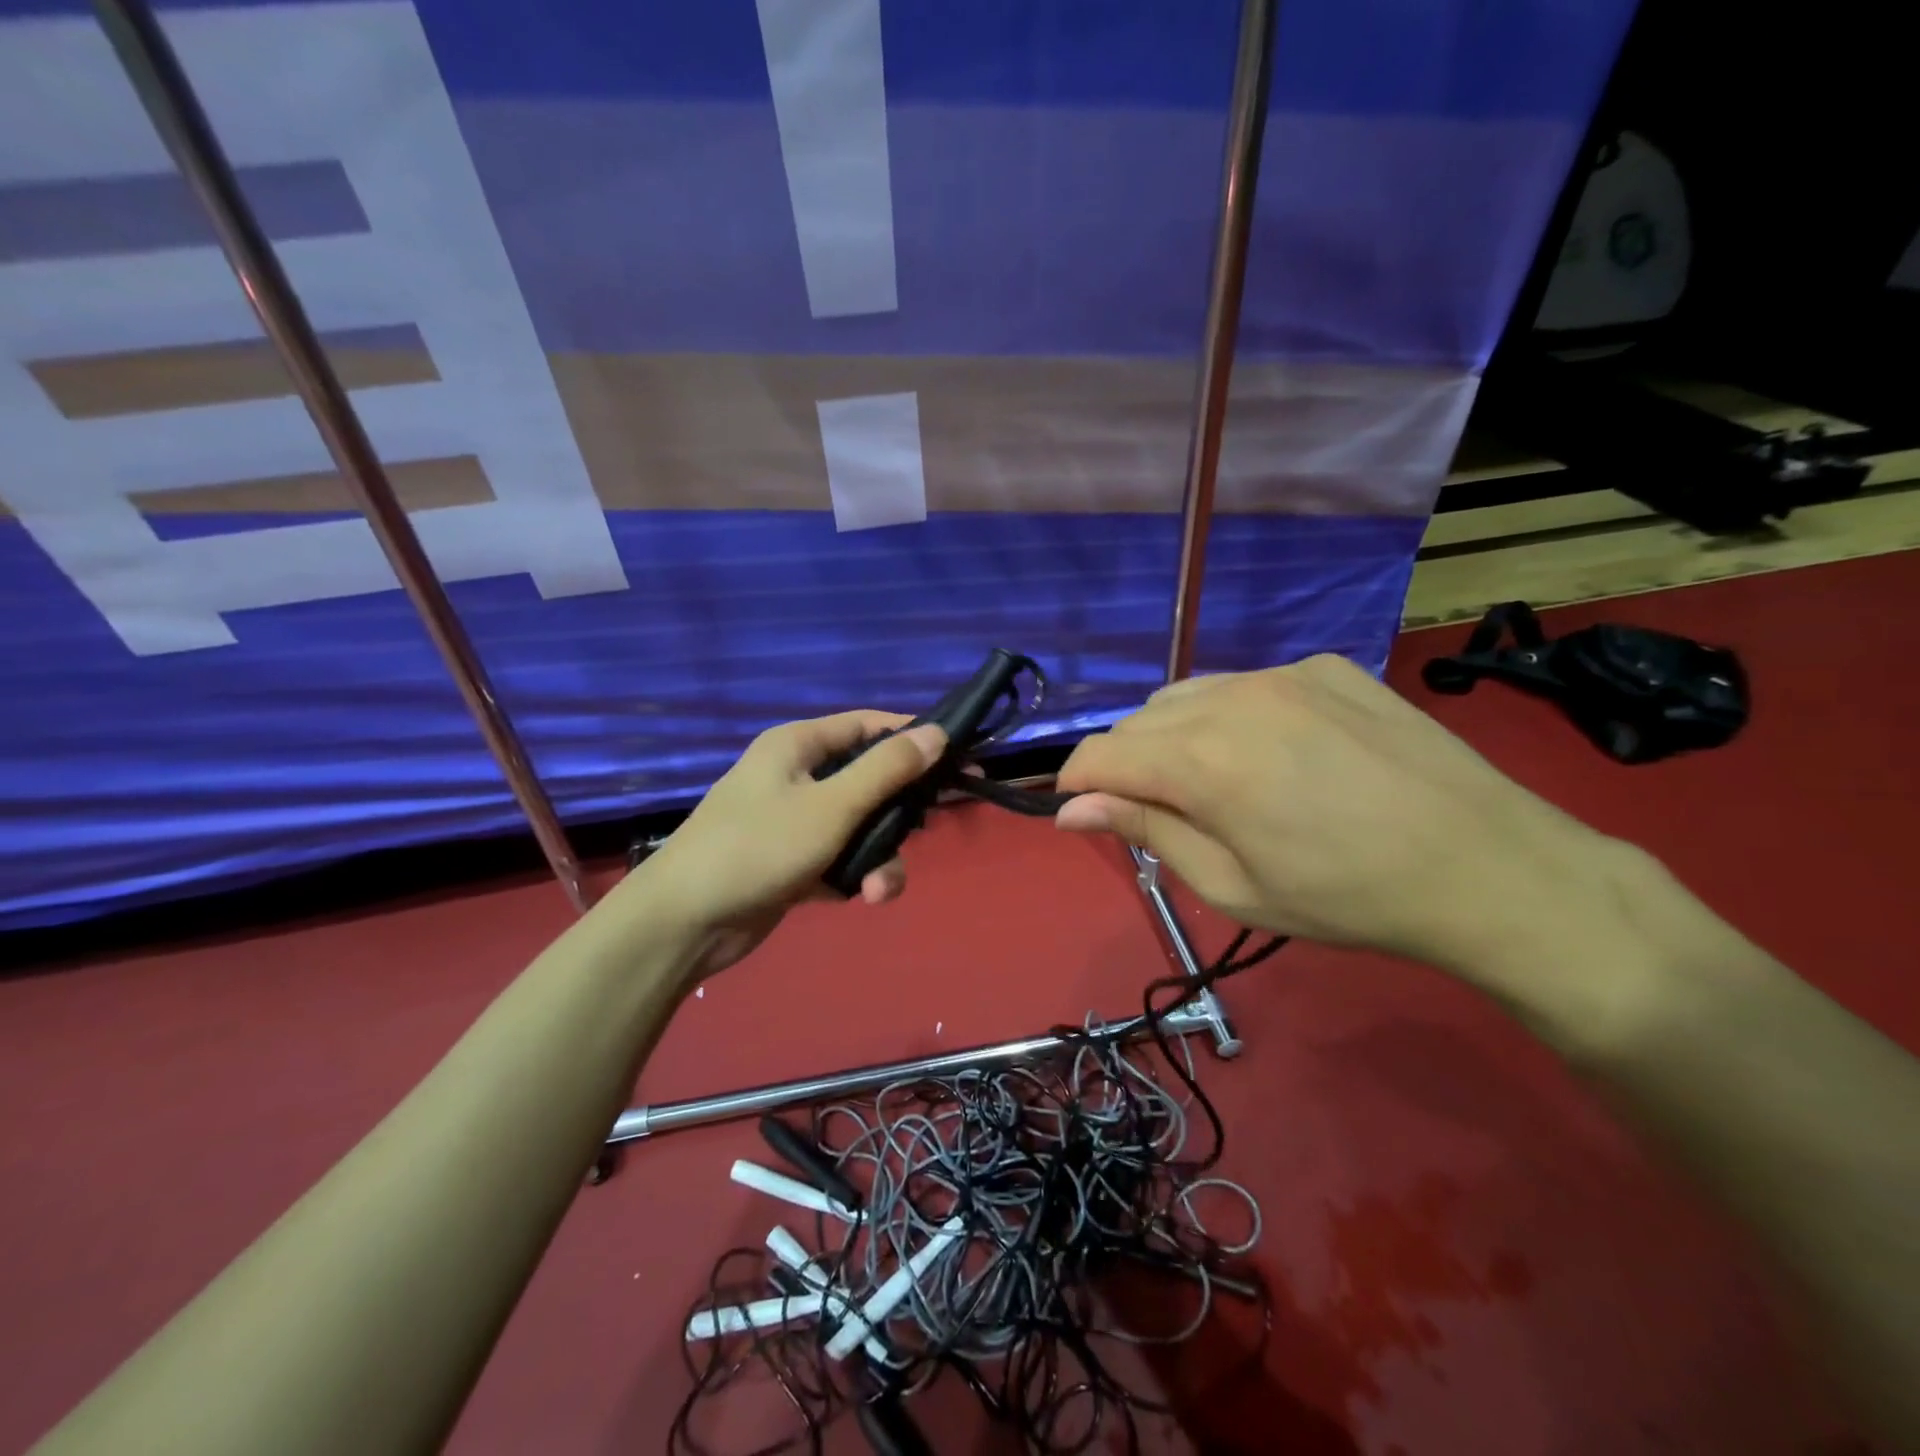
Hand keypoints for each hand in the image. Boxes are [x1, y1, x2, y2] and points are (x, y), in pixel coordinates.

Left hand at [624, 712, 945, 979]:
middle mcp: (797, 777)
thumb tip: (937, 733)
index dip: (913, 737)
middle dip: (900, 812)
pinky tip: (861, 897)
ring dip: (879, 857)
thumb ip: (886, 770)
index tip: (958, 758)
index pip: (868, 726)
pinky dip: (855, 876)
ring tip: (879, 890)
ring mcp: (794, 822)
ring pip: (859, 828)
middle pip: (869, 781)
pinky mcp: (793, 863)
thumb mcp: (831, 806)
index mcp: (798, 747)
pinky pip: (840, 859)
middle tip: (933, 826)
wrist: (684, 923)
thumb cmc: (758, 847)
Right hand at [1054, 656, 1651, 1007]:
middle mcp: (1232, 698)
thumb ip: (1144, 830)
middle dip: (1126, 764)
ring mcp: (1284, 674)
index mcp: (1202, 760)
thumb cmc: (1347, 898)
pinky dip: (1232, 716)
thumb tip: (1071, 809)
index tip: (1083, 814)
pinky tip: (1277, 754)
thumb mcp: (1231, 884)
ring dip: (1174, 736)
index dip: (1076, 784)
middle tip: (1162, 815)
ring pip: (1187, 695)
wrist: (1489, 868)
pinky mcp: (1326, 666)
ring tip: (1215, 783)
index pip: (1098, 754)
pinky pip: (1246, 684)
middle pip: (1138, 721)